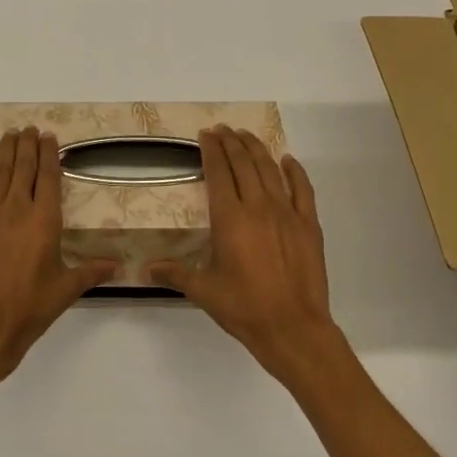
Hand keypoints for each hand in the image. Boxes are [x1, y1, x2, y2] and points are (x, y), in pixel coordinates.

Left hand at [0, 127, 115, 389]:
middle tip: (30, 128)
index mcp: (44, 221)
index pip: (47, 176)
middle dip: (27, 144)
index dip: (49, 153)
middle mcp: (16, 208)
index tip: (49, 136)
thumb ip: (91, 272)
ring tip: (11, 134)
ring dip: (6, 150)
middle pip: (22, 166)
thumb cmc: (29, 307)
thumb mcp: (66, 289)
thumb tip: (118, 266)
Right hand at [152, 126, 345, 386]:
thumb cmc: (244, 308)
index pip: (219, 172)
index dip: (211, 150)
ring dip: (257, 149)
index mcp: (230, 219)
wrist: (293, 328)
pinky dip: (295, 171)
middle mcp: (258, 207)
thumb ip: (175, 274)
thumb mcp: (203, 291)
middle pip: (244, 164)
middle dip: (231, 142)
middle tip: (222, 129)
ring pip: (271, 170)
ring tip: (246, 135)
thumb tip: (147, 268)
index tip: (206, 135)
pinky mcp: (309, 226)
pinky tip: (287, 160)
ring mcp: (287, 214)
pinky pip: (303, 189)